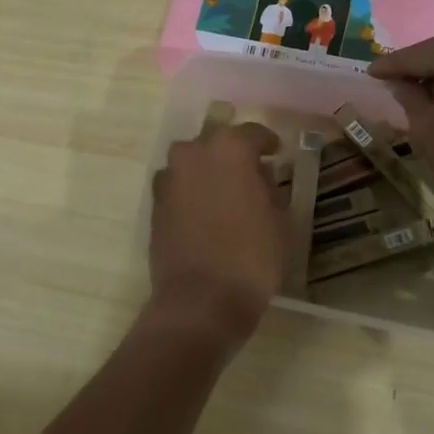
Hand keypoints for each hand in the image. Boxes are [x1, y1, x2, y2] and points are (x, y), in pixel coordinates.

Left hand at [149, 120, 286, 337]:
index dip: (268, 144)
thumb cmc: (251, 258)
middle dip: (234, 156)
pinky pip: (179, 186)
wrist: (201, 300)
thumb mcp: (279, 220)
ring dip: (209, 172)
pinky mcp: (154, 204)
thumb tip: (259, 176)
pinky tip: (206, 213)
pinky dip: (192, 192)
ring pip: (194, 163)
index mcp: (230, 148)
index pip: (253, 134)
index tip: (276, 154)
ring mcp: (169, 177)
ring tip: (226, 195)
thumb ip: (269, 188)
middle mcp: (194, 153)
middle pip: (218, 143)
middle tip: (252, 175)